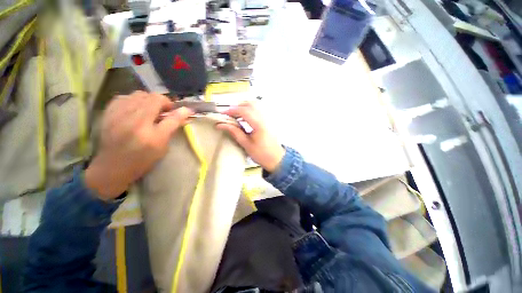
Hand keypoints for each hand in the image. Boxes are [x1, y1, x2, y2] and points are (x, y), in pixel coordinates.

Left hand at [85, 91, 192, 199]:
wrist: (113, 167)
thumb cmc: (143, 158)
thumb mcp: (163, 144)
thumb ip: (174, 124)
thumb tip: (187, 110)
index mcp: (144, 125)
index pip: (163, 104)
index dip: (172, 105)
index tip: (176, 113)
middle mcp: (129, 115)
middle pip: (150, 96)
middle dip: (162, 102)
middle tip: (164, 114)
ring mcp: (116, 112)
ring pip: (138, 94)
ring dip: (149, 100)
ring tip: (150, 111)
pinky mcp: (108, 113)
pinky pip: (124, 97)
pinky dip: (134, 100)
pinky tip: (135, 110)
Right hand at [217, 102, 284, 172]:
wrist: (276, 158)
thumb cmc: (263, 154)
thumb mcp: (246, 144)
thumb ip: (235, 132)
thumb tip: (222, 125)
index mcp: (259, 125)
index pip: (244, 111)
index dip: (232, 110)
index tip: (223, 113)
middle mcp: (265, 119)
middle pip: (250, 104)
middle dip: (237, 106)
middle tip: (229, 114)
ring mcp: (268, 119)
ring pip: (255, 105)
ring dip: (244, 107)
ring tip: (236, 116)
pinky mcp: (269, 121)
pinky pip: (259, 110)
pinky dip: (250, 111)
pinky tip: (244, 118)